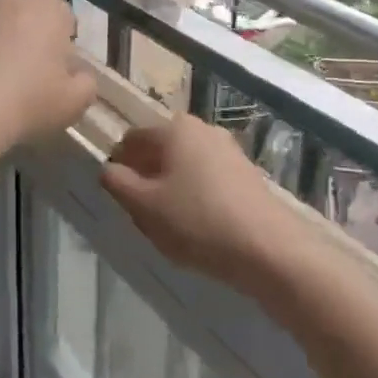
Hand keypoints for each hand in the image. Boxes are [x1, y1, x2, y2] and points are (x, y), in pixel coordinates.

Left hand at [0, 0, 96, 148]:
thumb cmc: (30, 102)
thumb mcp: (76, 103)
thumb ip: (86, 83)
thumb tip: (79, 76)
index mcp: (48, 10)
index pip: (64, 17)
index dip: (63, 43)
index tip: (58, 71)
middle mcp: (11, 2)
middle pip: (27, 17)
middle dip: (29, 39)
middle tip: (28, 78)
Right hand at [100, 115, 295, 288]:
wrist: (268, 248)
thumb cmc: (197, 221)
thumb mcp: (144, 206)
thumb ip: (117, 183)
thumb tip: (108, 168)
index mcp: (174, 128)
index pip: (132, 139)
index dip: (119, 165)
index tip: (119, 196)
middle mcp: (202, 129)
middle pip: (160, 150)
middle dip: (146, 177)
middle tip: (143, 214)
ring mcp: (228, 149)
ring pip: (184, 165)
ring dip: (171, 188)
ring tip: (171, 224)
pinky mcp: (246, 173)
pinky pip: (207, 178)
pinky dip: (196, 196)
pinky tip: (199, 226)